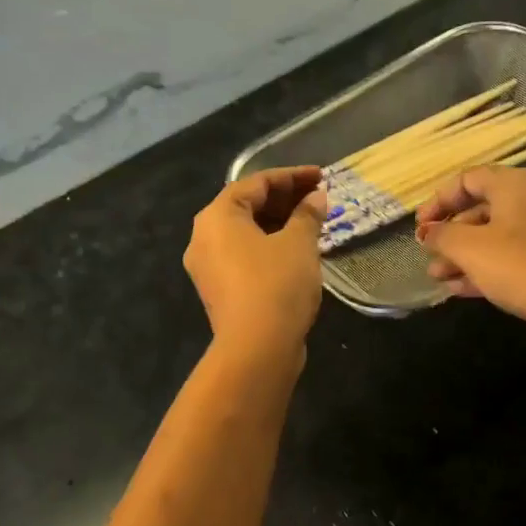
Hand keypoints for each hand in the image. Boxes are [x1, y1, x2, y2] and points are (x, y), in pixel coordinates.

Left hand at [185, 166, 326, 358]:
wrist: (257, 349)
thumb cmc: (276, 284)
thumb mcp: (299, 243)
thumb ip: (308, 214)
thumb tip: (317, 197)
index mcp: (217, 216)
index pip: (256, 183)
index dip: (292, 177)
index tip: (321, 176)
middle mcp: (204, 237)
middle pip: (247, 206)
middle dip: (285, 200)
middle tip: (319, 198)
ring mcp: (208, 267)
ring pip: (246, 233)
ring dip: (279, 224)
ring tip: (313, 223)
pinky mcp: (220, 290)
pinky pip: (245, 256)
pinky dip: (270, 246)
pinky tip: (297, 251)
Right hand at [414, 167, 525, 337]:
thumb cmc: (522, 267)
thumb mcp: (471, 249)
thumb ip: (442, 235)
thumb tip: (428, 232)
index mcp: (516, 185)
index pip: (468, 179)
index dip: (439, 200)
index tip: (421, 227)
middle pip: (483, 208)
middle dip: (451, 234)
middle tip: (430, 256)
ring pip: (497, 236)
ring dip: (465, 255)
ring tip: (439, 278)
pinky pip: (514, 256)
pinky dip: (487, 268)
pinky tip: (461, 289)